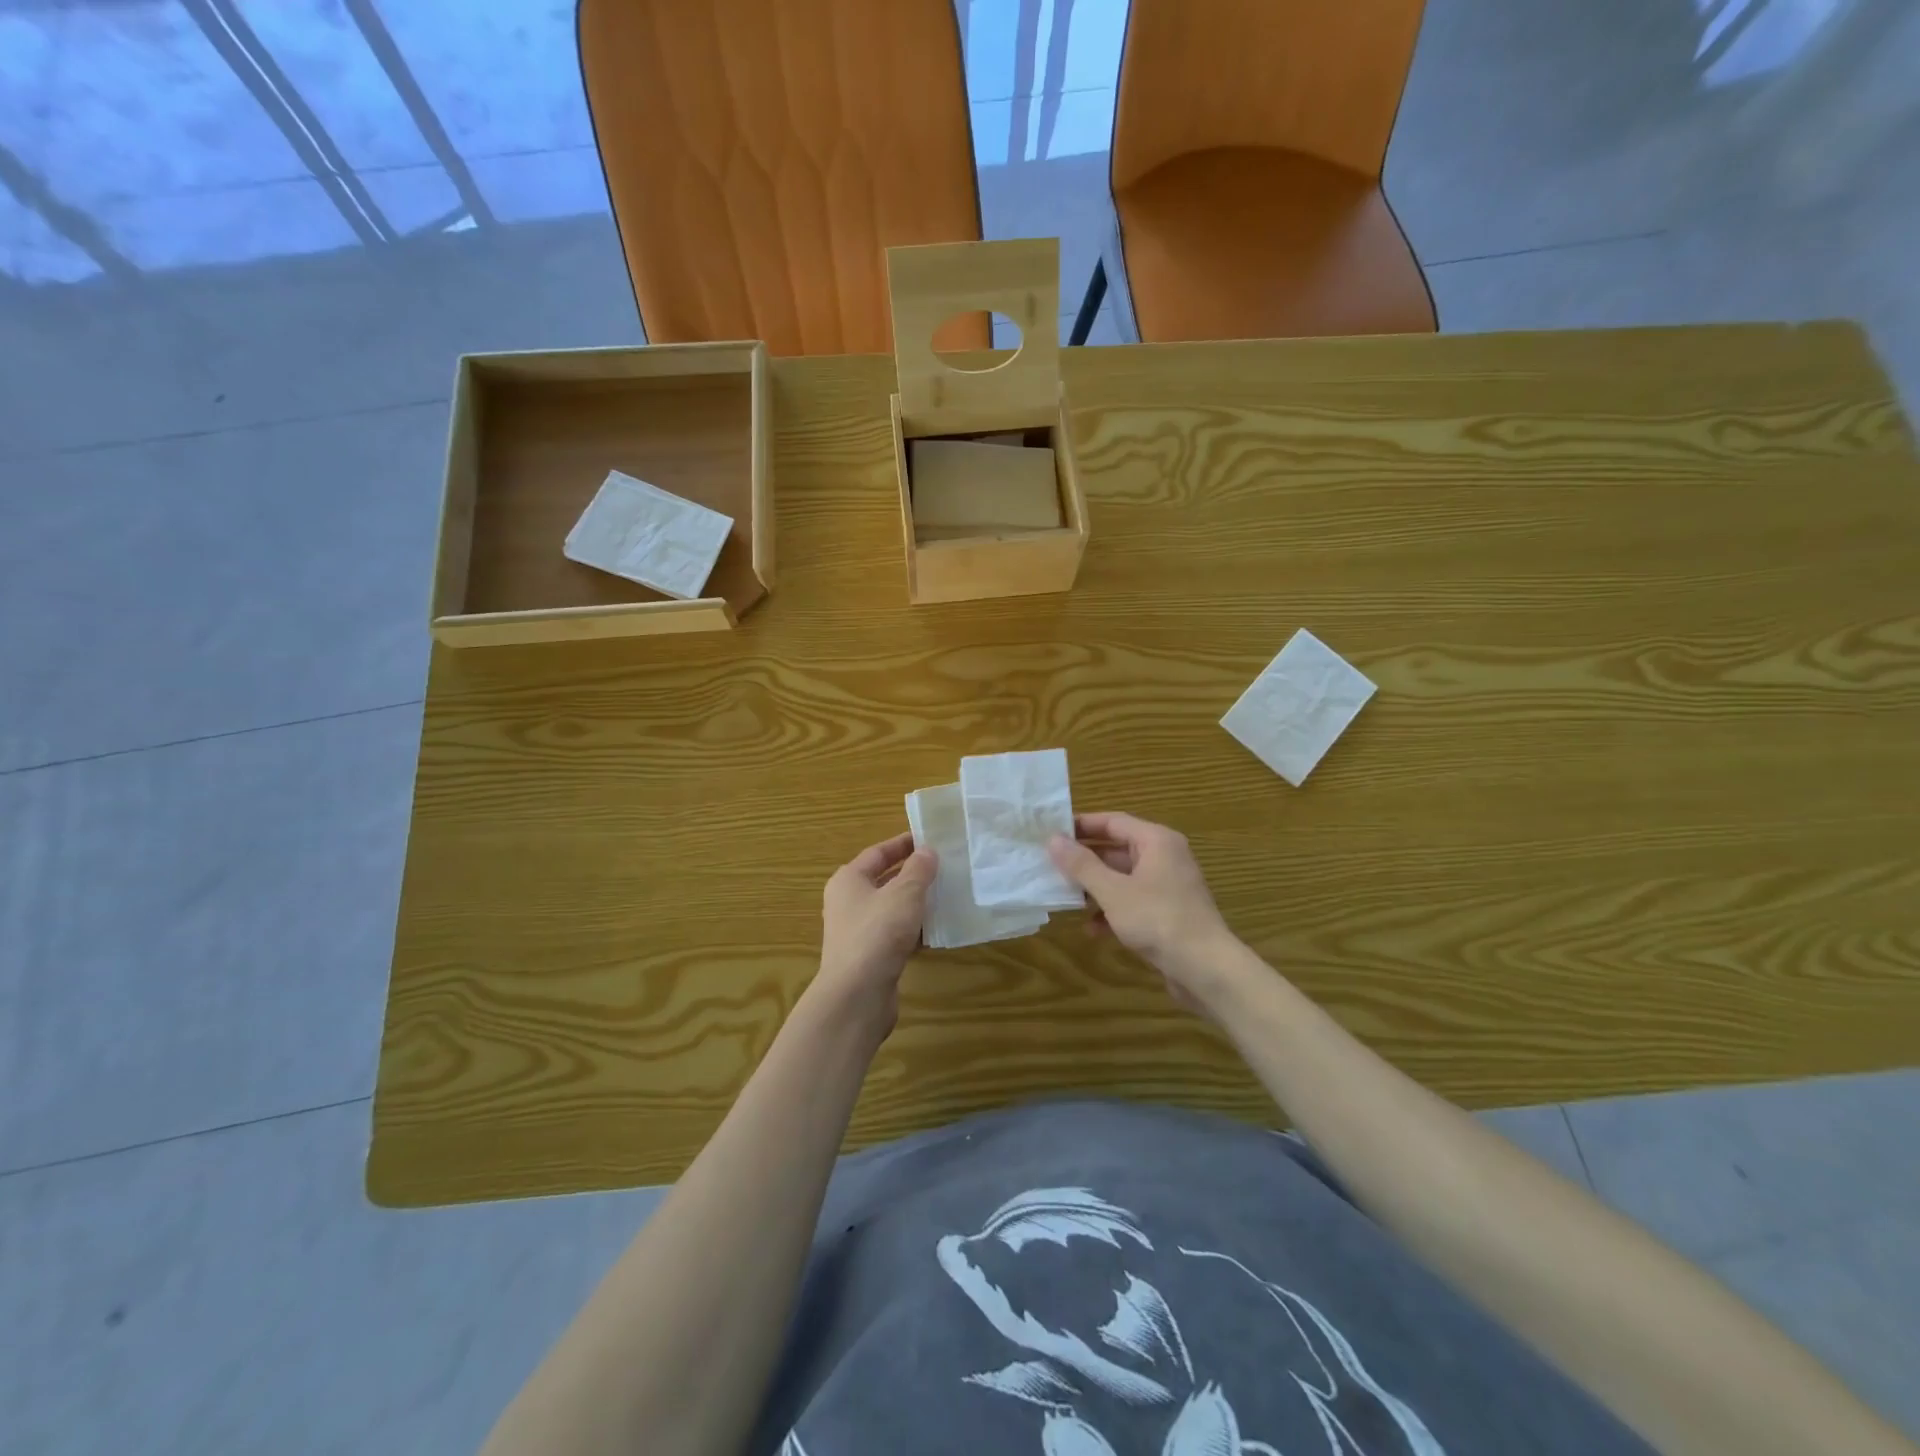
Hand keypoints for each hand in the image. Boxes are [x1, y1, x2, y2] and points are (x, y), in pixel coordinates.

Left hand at [814, 831, 938, 1033]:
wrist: (857, 995)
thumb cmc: (878, 933)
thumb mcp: (904, 894)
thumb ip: (919, 870)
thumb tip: (927, 851)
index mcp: (848, 880)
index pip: (878, 852)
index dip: (903, 844)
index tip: (929, 838)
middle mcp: (848, 902)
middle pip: (883, 880)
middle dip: (912, 874)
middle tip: (943, 867)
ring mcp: (857, 931)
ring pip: (890, 909)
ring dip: (915, 903)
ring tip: (946, 896)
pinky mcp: (869, 957)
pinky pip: (894, 934)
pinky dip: (913, 930)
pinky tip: (936, 931)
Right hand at [1048, 812, 1238, 1011]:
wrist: (1207, 969)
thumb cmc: (1158, 920)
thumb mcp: (1113, 891)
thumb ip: (1082, 865)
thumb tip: (1053, 839)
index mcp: (1156, 841)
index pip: (1112, 821)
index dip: (1081, 825)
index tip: (1051, 832)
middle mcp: (1164, 857)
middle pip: (1116, 849)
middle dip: (1084, 860)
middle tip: (1050, 865)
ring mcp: (1167, 886)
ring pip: (1122, 877)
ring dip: (1095, 887)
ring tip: (1065, 897)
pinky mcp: (1167, 912)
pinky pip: (1133, 901)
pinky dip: (1112, 910)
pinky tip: (1092, 928)